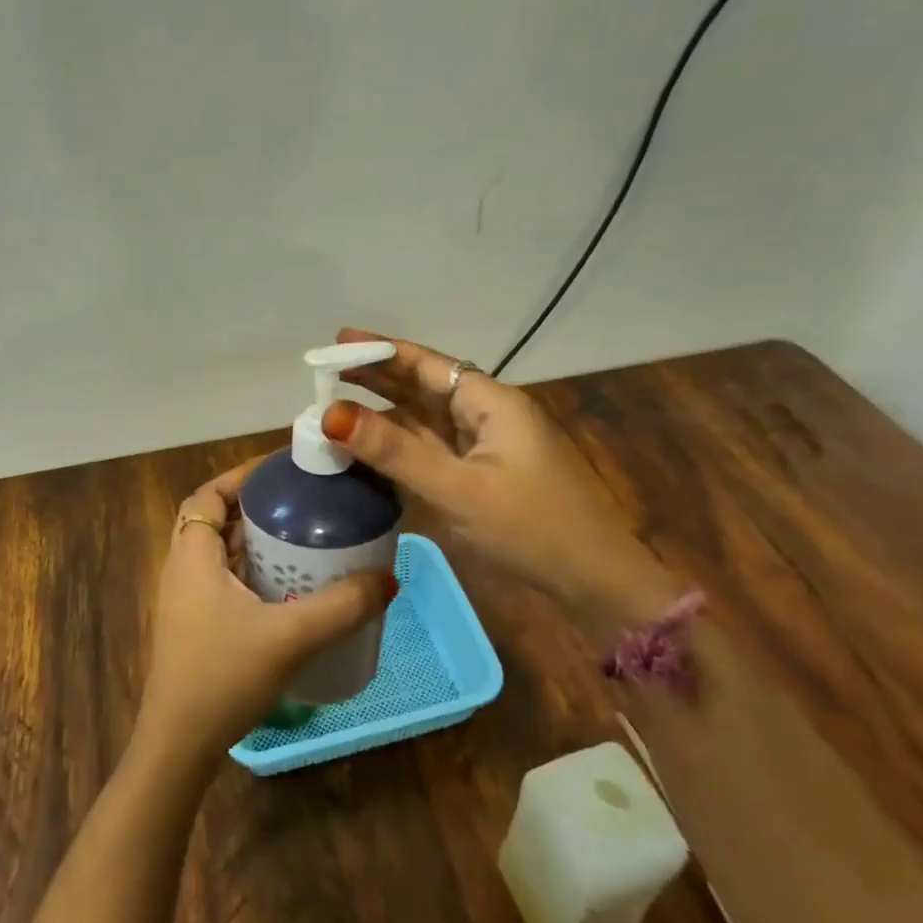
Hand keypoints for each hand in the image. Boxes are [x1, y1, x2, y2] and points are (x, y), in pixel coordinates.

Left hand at [134, 456, 397, 770]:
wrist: (179, 746)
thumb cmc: (223, 677)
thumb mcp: (289, 637)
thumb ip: (341, 606)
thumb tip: (388, 579)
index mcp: (192, 556)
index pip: (208, 494)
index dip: (241, 476)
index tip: (283, 471)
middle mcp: (182, 569)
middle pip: (215, 519)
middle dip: (255, 506)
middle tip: (302, 502)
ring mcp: (185, 600)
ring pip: (219, 551)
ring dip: (254, 539)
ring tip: (302, 535)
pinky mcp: (194, 625)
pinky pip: (222, 579)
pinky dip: (250, 569)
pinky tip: (286, 585)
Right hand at [322, 328, 673, 625]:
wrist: (595, 583)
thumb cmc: (529, 527)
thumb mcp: (455, 488)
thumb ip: (393, 451)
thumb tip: (331, 415)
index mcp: (490, 402)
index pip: (426, 363)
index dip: (380, 350)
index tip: (338, 340)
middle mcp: (489, 414)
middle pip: (425, 385)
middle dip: (378, 376)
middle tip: (326, 371)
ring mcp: (488, 446)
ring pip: (428, 417)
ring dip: (387, 410)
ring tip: (339, 402)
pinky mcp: (486, 474)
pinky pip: (436, 447)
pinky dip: (403, 442)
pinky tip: (375, 445)